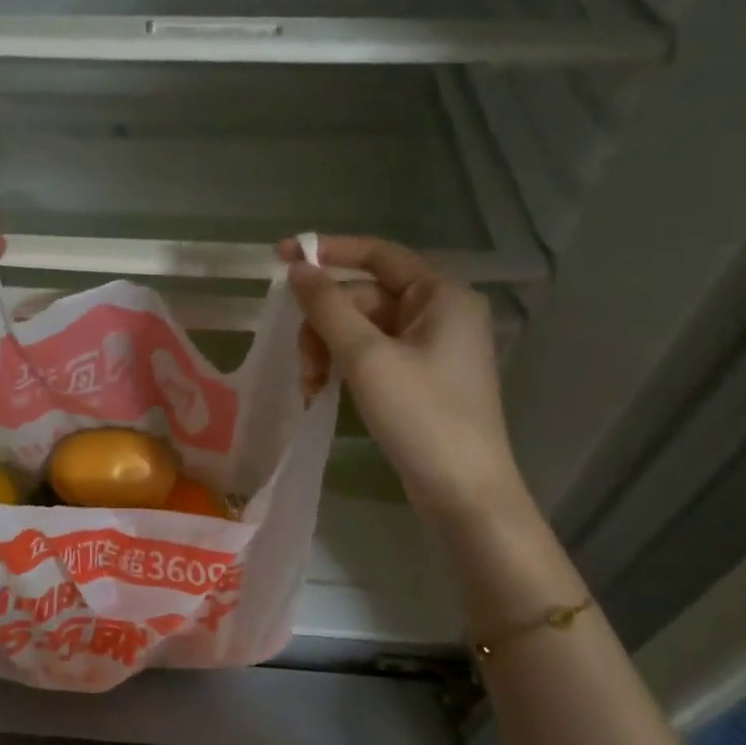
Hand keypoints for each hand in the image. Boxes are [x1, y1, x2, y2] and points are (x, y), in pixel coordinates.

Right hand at [280, 235, 523, 523]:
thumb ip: (328, 306)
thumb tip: (298, 268)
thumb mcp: (366, 356)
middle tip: (302, 363)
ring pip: (363, 329)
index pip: (378, 255)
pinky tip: (322, 391)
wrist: (464, 493)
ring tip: (311, 385)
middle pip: (364, 298)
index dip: (328, 251)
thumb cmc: (421, 416)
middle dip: (324, 324)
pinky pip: (372, 354)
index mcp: (441, 296)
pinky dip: (344, 367)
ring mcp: (433, 348)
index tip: (281, 258)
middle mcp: (441, 313)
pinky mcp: (422, 377)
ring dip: (329, 350)